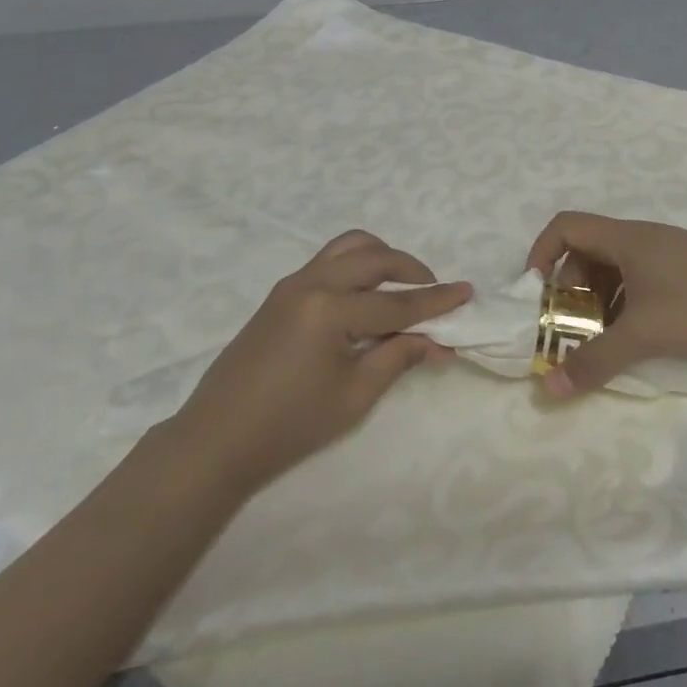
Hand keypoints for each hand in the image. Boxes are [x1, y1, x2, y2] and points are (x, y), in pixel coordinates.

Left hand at [168, 231, 471, 495]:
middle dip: (412, 271)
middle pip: (375, 258)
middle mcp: (312, 283)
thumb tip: (438, 342)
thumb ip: (398, 359)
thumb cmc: (290, 426)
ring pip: (350, 247)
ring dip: (382, 258)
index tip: (468, 293)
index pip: (396, 303)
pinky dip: (358, 265)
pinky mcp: (281, 291)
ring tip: (401, 286)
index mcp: (330, 310)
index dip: (436, 301)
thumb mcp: (354, 397)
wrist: (217, 438)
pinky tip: (367, 296)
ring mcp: (293, 283)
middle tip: (435, 293)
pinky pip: (330, 260)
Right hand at [525, 212, 686, 395]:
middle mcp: (643, 237)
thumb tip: (548, 388)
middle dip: (572, 286)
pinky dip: (627, 301)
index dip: (542, 252)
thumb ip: (593, 361)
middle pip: (589, 249)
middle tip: (572, 324)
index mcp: (625, 238)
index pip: (566, 226)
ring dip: (600, 298)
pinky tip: (639, 335)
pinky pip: (641, 277)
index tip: (536, 291)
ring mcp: (669, 251)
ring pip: (617, 266)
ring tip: (604, 336)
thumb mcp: (641, 335)